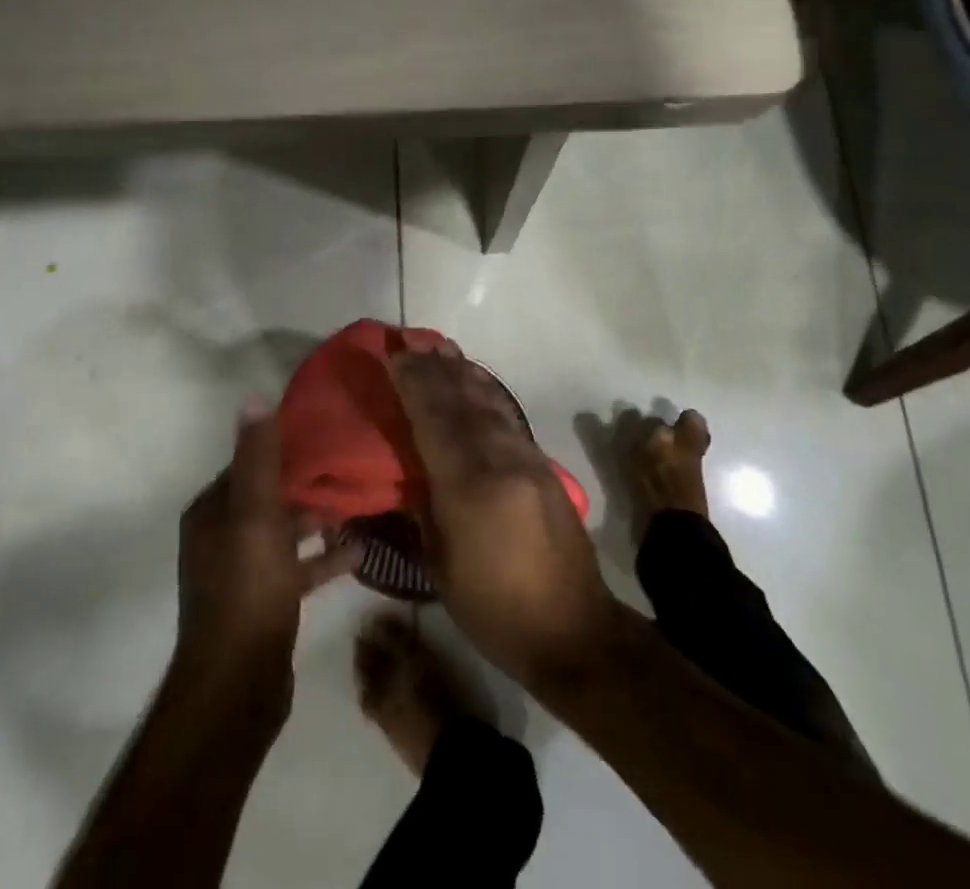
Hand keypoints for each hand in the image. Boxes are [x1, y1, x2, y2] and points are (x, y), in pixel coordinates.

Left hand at [175, 399, 360, 694]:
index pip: (249, 464)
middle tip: (353, 463)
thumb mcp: (256, 515)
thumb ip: (259, 458)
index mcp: (211, 512)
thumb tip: (254, 396)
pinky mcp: (265, 602)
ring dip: (320, 518)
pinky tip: (361, 550)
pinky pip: (297, 567)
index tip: (326, 432)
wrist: (238, 687)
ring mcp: (243, 572)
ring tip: (362, 500)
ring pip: (286, 531)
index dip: (285, 447)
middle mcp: (221, 536)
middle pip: (270, 496)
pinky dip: (324, 557)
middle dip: (308, 482)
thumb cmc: (247, 589)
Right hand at [390, 343, 622, 692]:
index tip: (394, 353)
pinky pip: (507, 415)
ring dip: (461, 371)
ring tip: (440, 346)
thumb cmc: (495, 609)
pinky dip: (486, 391)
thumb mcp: (442, 567)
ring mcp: (527, 458)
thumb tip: (409, 470)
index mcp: (469, 487)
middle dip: (434, 367)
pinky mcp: (544, 464)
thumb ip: (424, 508)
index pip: (434, 420)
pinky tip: (475, 380)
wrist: (575, 631)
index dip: (413, 383)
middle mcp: (500, 460)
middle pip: (461, 401)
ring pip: (488, 401)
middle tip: (411, 339)